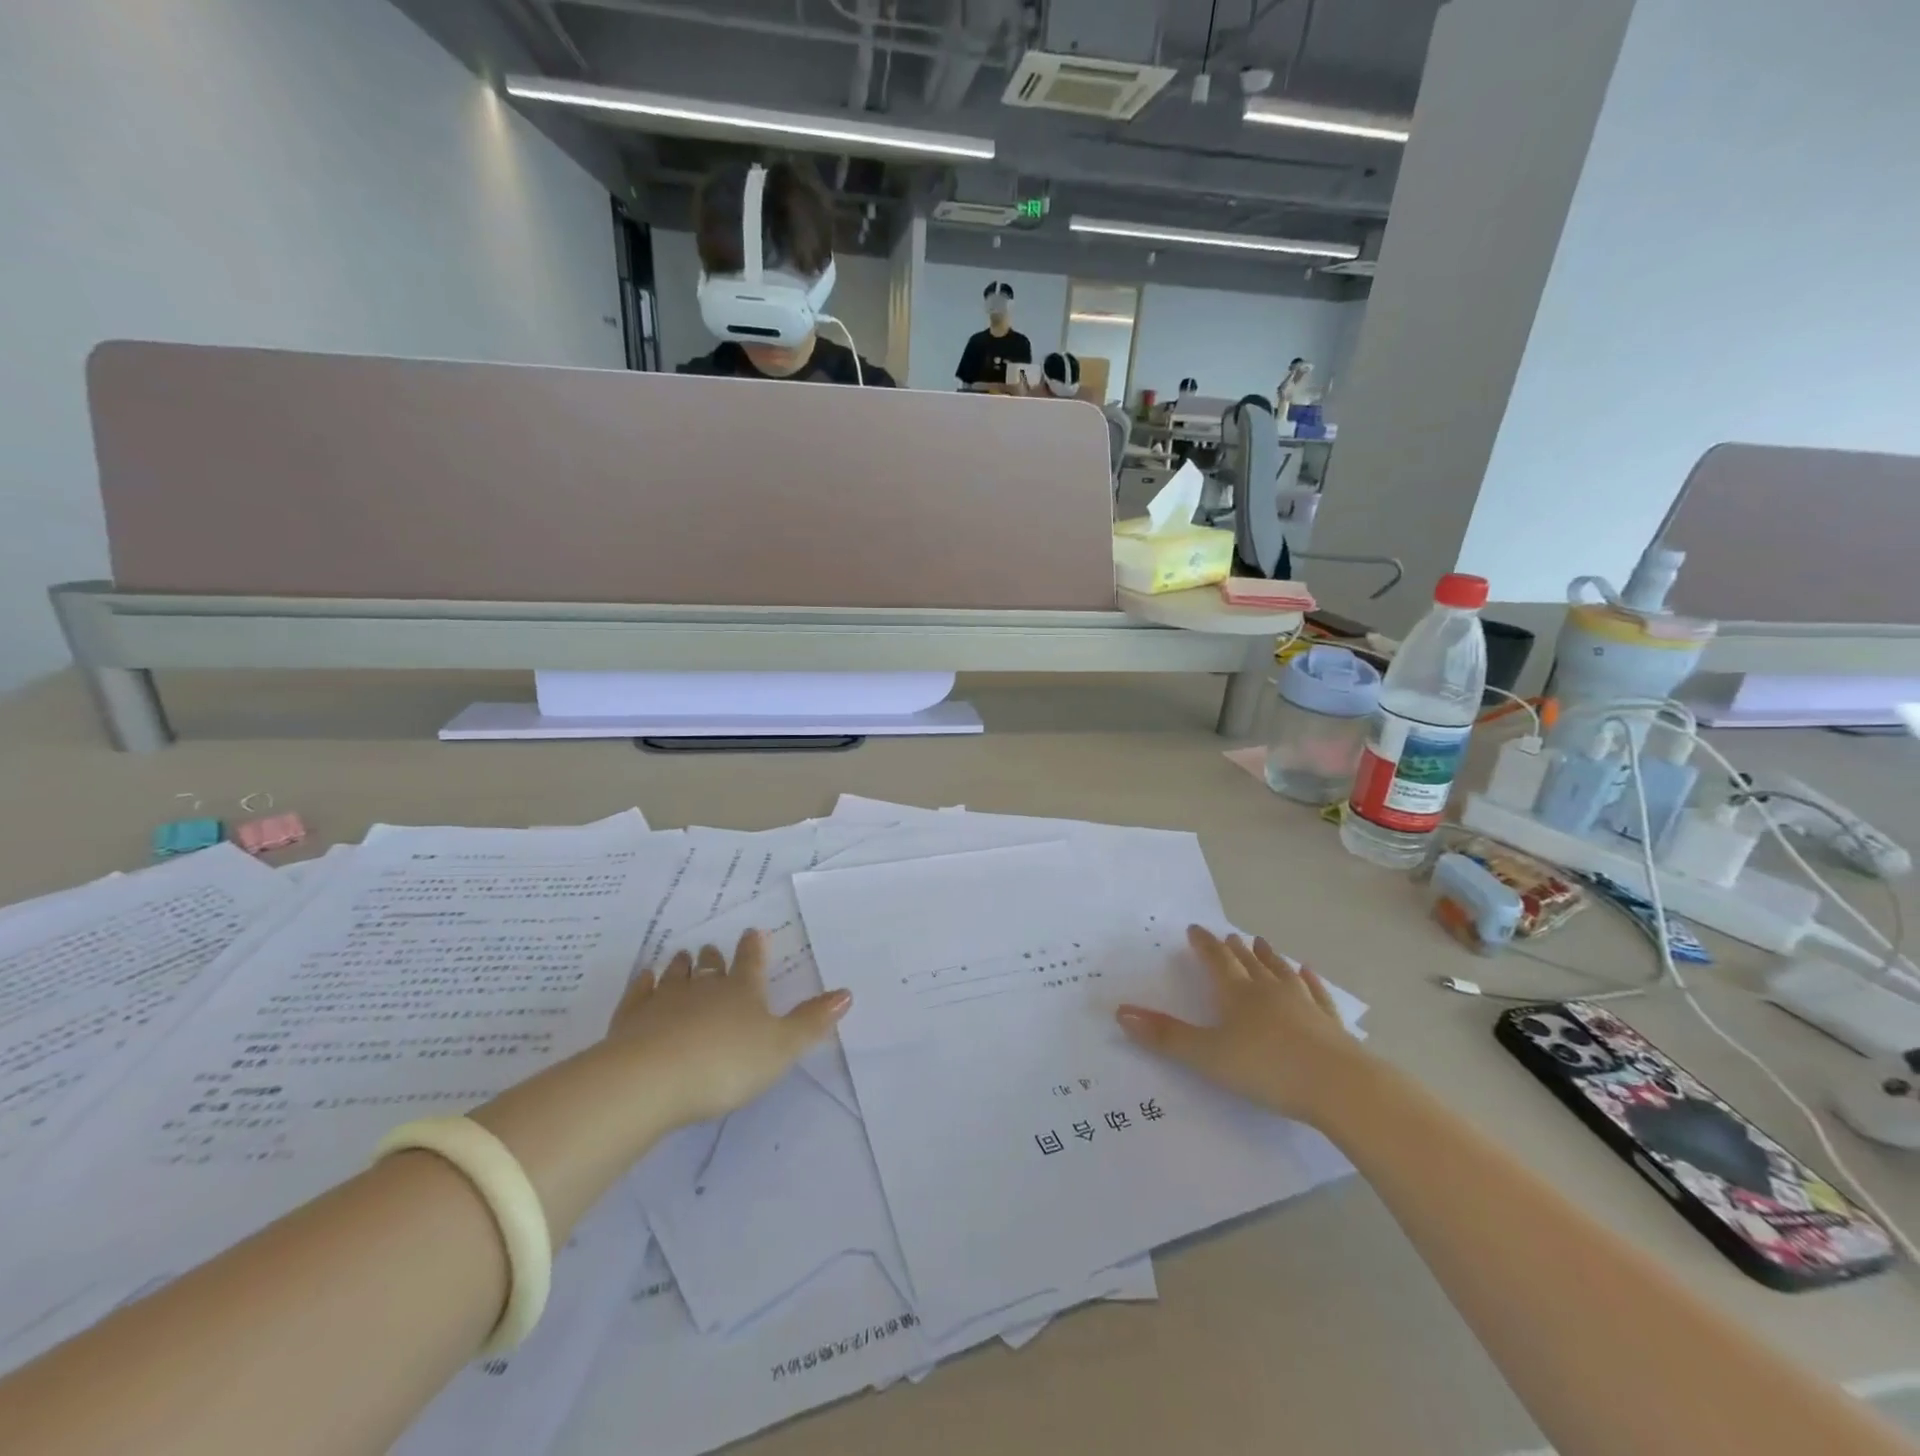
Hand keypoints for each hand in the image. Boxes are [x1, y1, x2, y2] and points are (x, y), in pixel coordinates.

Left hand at [611, 930, 850, 1126]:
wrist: (650, 1080)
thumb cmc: (725, 1064)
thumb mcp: (780, 1048)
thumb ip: (812, 1022)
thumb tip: (847, 992)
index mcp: (742, 992)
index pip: (751, 962)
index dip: (755, 948)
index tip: (753, 932)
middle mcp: (704, 989)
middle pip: (710, 967)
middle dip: (714, 958)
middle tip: (712, 948)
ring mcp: (664, 1002)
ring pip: (675, 976)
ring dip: (681, 967)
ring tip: (682, 957)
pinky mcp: (631, 1021)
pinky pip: (639, 995)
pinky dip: (643, 985)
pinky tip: (644, 978)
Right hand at [1116, 926, 1361, 1123]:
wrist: (1341, 1087)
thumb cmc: (1267, 1069)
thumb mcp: (1207, 1056)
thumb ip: (1165, 1037)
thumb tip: (1120, 1012)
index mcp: (1237, 995)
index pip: (1216, 961)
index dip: (1204, 945)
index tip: (1195, 928)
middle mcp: (1269, 991)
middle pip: (1248, 963)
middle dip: (1234, 949)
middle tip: (1227, 934)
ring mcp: (1304, 1005)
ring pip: (1282, 973)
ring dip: (1269, 957)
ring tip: (1262, 942)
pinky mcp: (1331, 1024)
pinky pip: (1317, 994)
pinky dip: (1310, 981)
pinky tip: (1309, 972)